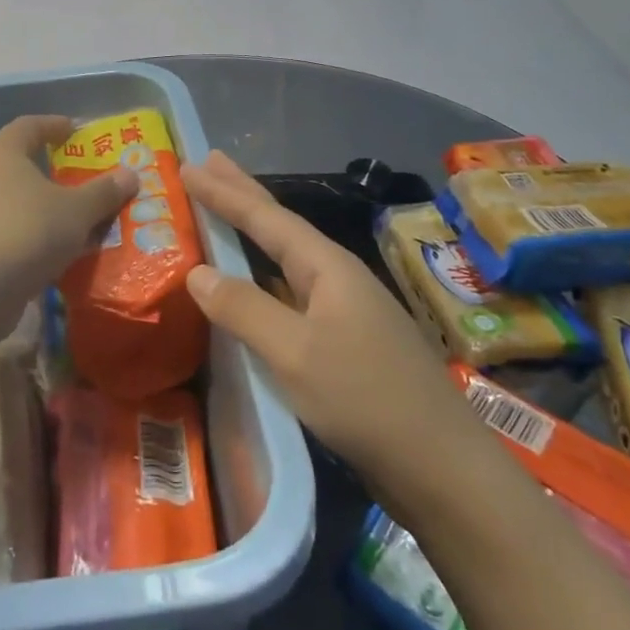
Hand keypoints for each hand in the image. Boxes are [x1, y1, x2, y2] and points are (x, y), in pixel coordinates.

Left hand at [0, 116, 136, 300]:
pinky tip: (55, 255)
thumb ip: (103, 192)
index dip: (52, 125)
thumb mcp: (76, 211)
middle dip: (51, 172)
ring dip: (42, 210)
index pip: (27, 126)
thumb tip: (130, 174)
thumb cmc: (26, 232)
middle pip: (18, 165)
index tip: (74, 130)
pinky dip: (31, 239)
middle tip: (82, 180)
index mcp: (3, 156)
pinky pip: (8, 235)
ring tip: (76, 221)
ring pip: (14, 204)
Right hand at [181, 151, 474, 482]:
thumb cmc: (364, 398)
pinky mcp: (346, 340)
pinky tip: (256, 281)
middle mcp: (337, 277)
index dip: (225, 192)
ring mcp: (345, 309)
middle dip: (243, 193)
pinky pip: (293, 290)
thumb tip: (197, 272)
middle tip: (209, 162)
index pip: (266, 218)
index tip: (189, 166)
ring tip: (226, 209)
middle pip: (281, 225)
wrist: (440, 466)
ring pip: (287, 257)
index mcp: (327, 268)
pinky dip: (264, 275)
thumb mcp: (294, 353)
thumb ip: (244, 308)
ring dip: (254, 231)